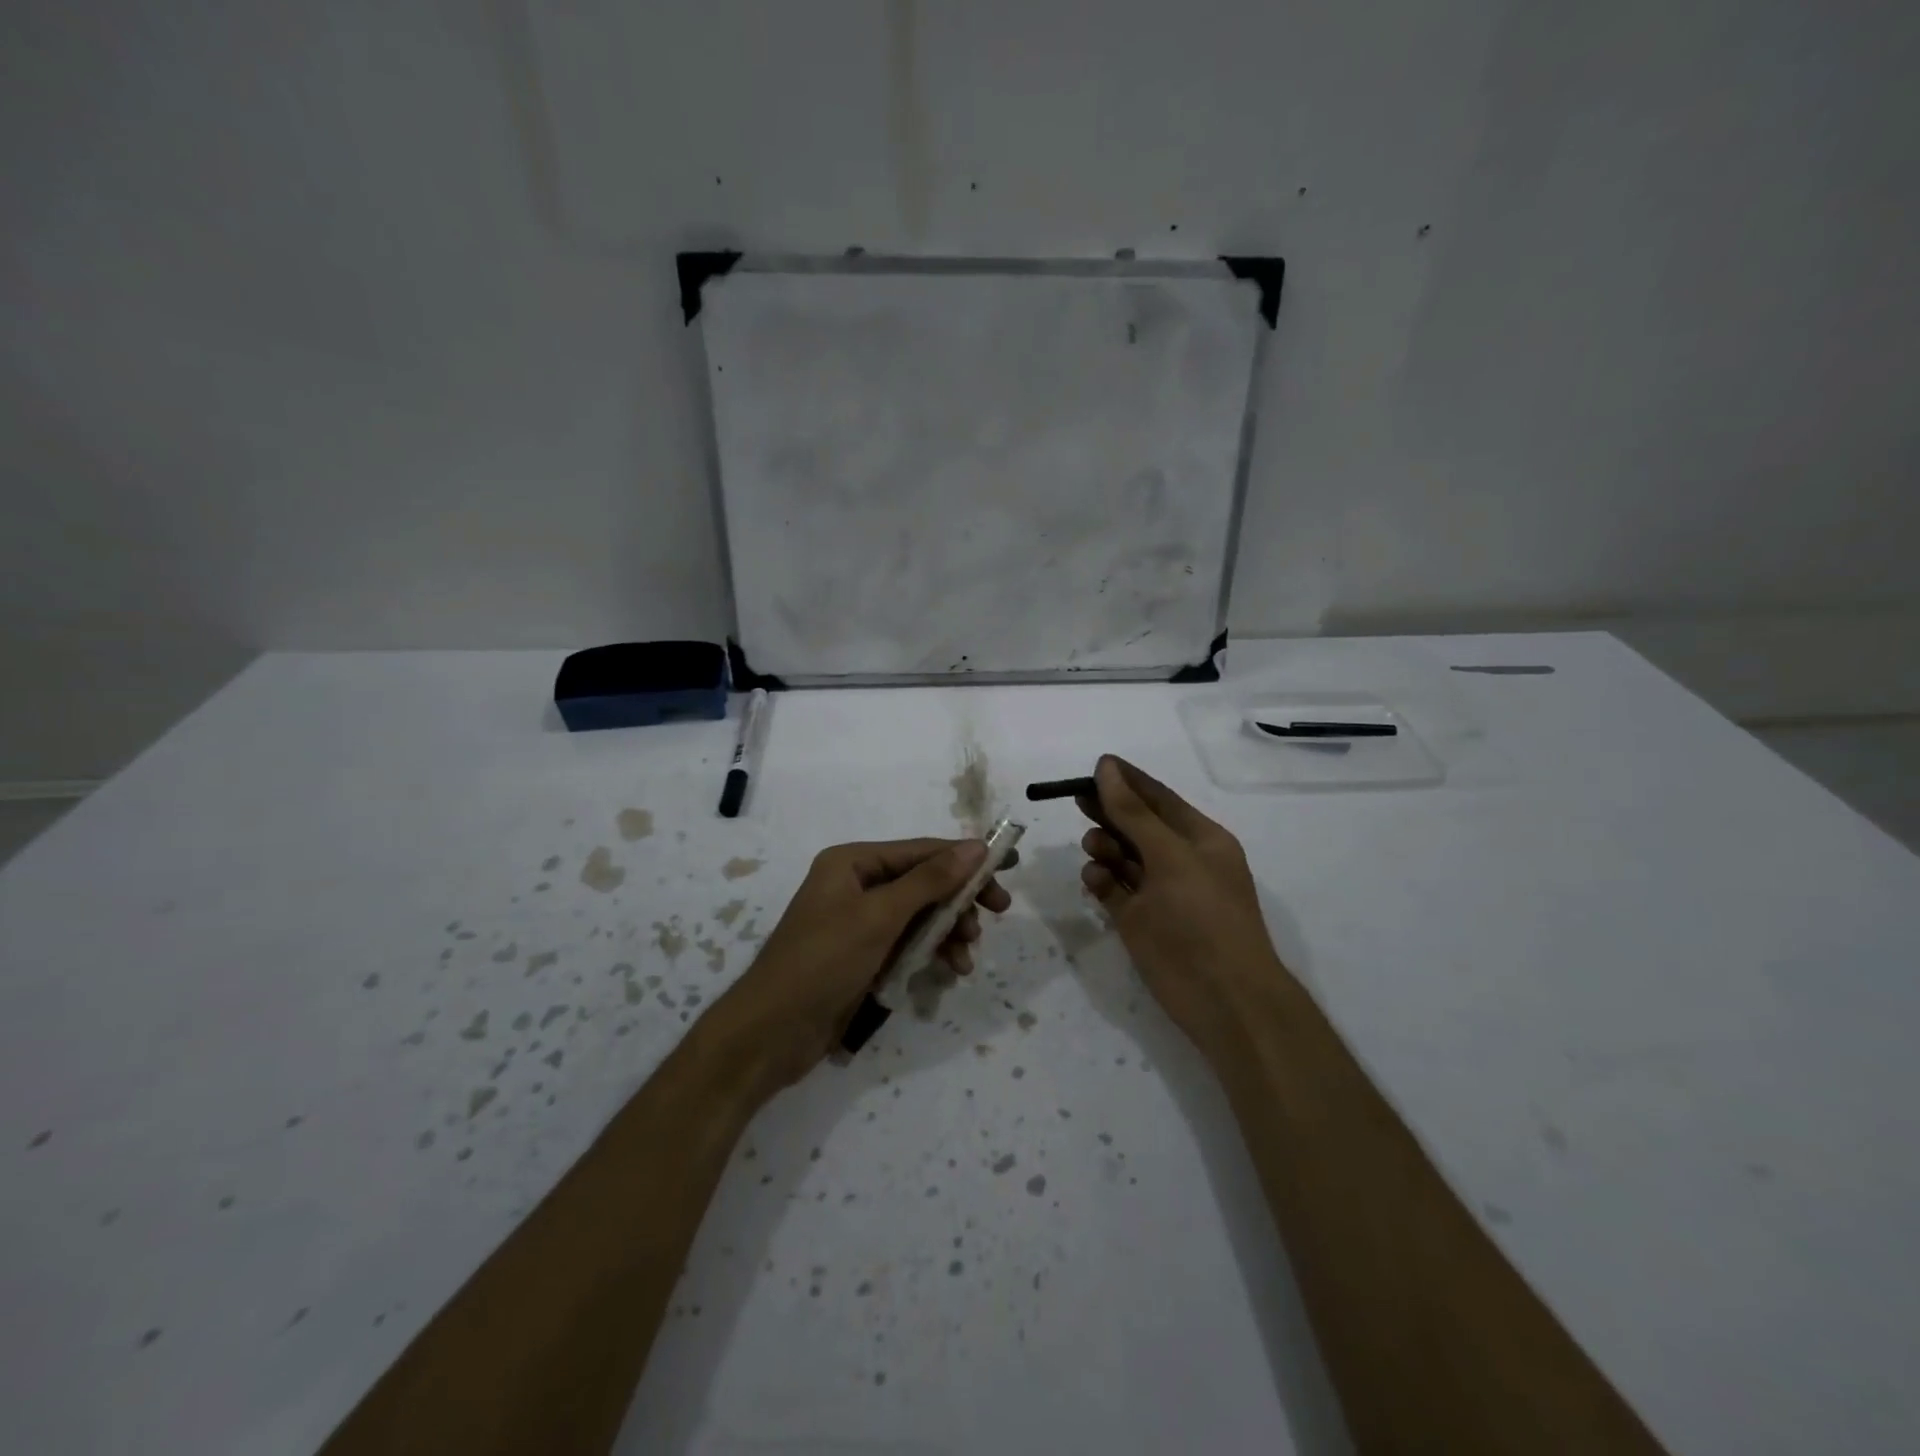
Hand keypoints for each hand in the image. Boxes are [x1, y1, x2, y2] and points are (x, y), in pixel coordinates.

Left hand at [714, 838, 1014, 1089]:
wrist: (771, 1033)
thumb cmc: (823, 961)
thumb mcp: (880, 916)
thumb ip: (930, 880)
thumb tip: (976, 846)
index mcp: (853, 862)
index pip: (921, 851)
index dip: (965, 858)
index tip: (1008, 867)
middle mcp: (857, 885)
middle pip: (924, 883)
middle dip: (959, 899)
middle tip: (998, 912)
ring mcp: (860, 923)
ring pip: (920, 916)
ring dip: (948, 931)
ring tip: (967, 955)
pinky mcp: (864, 957)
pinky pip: (908, 944)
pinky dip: (931, 953)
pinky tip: (950, 970)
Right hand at [1078, 755, 1289, 1061]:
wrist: (1223, 997)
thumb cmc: (1203, 916)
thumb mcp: (1171, 856)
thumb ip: (1134, 813)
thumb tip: (1107, 767)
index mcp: (1200, 839)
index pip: (1158, 798)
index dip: (1128, 780)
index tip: (1095, 765)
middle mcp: (1179, 861)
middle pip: (1136, 825)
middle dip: (1109, 811)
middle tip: (1078, 801)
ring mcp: (1158, 893)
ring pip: (1122, 857)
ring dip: (1105, 846)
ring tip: (1095, 847)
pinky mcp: (1138, 921)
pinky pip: (1112, 889)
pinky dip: (1101, 880)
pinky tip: (1095, 878)